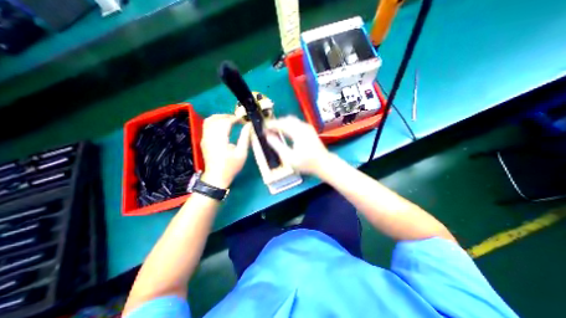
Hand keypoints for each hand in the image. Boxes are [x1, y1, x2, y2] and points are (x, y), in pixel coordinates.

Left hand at [200, 115, 249, 187]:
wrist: (216, 177)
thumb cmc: (231, 166)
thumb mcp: (241, 153)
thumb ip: (245, 137)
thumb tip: (248, 125)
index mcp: (220, 140)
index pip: (225, 122)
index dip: (235, 118)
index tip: (243, 120)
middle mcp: (210, 136)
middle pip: (216, 118)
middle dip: (228, 116)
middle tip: (238, 119)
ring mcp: (204, 138)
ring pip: (209, 120)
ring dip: (220, 117)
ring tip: (230, 120)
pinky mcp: (203, 140)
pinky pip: (206, 125)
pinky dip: (215, 121)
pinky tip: (222, 125)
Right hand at [266, 116, 331, 175]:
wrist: (324, 163)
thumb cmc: (306, 162)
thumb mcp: (289, 157)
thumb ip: (277, 145)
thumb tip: (268, 136)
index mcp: (297, 132)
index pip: (281, 123)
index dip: (271, 125)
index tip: (263, 128)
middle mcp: (303, 126)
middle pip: (286, 119)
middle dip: (276, 123)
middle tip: (268, 130)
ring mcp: (307, 127)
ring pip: (292, 120)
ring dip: (282, 123)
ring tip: (275, 131)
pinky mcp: (309, 130)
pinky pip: (296, 123)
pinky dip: (288, 125)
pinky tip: (285, 132)